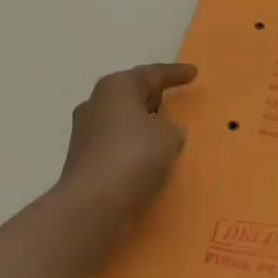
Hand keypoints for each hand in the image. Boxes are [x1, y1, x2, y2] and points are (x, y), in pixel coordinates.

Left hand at [58, 63, 197, 228]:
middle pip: (132, 94)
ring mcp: (85, 132)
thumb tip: (165, 130)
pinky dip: (133, 146)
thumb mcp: (169, 136)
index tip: (193, 73)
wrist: (93, 205)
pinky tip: (148, 157)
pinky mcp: (84, 159)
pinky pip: (117, 144)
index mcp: (117, 87)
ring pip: (122, 120)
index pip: (153, 73)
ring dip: (142, 124)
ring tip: (165, 132)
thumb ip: (171, 128)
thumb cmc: (134, 156)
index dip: (176, 73)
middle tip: (175, 99)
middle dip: (153, 97)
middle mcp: (96, 103)